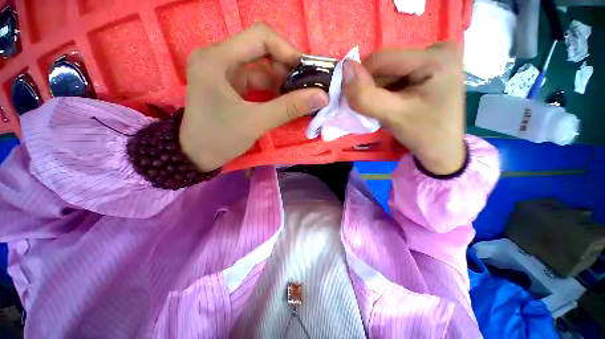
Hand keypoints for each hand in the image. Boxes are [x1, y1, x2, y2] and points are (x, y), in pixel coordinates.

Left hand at [180, 23, 328, 170]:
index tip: (307, 72)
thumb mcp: (255, 122)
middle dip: (287, 68)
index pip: (260, 37)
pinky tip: (286, 101)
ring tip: (300, 97)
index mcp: (217, 58)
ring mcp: (224, 72)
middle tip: (307, 87)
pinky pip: (257, 82)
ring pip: (261, 68)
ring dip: (282, 82)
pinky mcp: (229, 86)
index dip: (288, 51)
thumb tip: (321, 97)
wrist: (195, 156)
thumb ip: (289, 108)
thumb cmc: (219, 138)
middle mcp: (219, 58)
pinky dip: (273, 91)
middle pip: (262, 51)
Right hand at [342, 42, 465, 174]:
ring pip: (386, 71)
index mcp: (436, 56)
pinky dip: (385, 92)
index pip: (380, 60)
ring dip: (378, 92)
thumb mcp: (392, 116)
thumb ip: (365, 96)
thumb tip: (344, 68)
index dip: (363, 82)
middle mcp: (437, 48)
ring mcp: (433, 57)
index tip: (362, 105)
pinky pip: (394, 76)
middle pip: (384, 64)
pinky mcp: (427, 68)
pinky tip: (393, 104)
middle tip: (379, 110)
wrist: (442, 149)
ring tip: (388, 109)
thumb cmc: (424, 134)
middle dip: (373, 89)